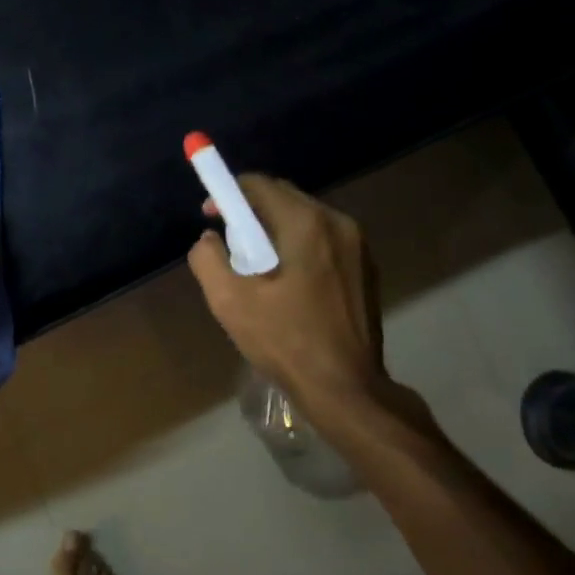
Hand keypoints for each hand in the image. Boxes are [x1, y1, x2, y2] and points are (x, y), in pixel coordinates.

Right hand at [188, 175, 393, 423]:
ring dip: (276, 229)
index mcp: (306, 223)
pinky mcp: (366, 268)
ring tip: (256, 265)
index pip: (260, 185)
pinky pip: (324, 240)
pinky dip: (299, 246)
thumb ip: (208, 259)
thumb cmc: (286, 342)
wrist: (347, 389)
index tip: (211, 216)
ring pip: (306, 218)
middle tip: (230, 242)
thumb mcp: (230, 301)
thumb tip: (209, 239)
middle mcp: (338, 223)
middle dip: (252, 211)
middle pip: (285, 197)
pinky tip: (288, 281)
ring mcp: (358, 245)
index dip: (229, 194)